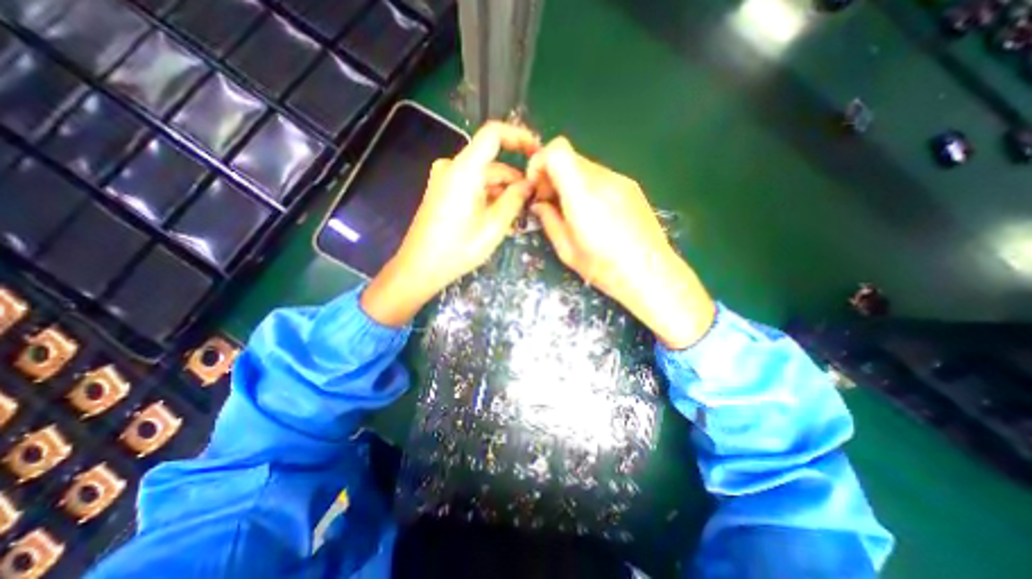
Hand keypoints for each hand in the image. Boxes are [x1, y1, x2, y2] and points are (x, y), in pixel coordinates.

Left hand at [360, 119, 540, 325]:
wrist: (419, 268)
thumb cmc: (457, 250)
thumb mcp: (493, 227)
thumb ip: (514, 200)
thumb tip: (530, 183)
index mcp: (463, 170)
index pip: (493, 134)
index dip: (519, 137)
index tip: (538, 154)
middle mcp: (452, 167)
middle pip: (492, 163)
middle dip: (515, 180)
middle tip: (534, 201)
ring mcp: (445, 179)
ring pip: (484, 177)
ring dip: (504, 193)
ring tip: (520, 216)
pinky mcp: (443, 191)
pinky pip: (473, 187)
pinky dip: (489, 198)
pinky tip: (502, 218)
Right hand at [528, 137, 715, 349]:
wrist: (650, 273)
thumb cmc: (604, 267)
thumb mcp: (566, 249)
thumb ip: (549, 220)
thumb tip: (540, 204)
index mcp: (583, 194)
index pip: (557, 150)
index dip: (540, 162)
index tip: (537, 187)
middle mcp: (603, 178)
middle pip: (569, 157)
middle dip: (552, 176)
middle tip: (550, 204)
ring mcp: (621, 180)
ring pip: (584, 167)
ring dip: (569, 183)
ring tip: (572, 212)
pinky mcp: (631, 186)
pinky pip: (600, 176)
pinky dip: (586, 187)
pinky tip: (593, 213)